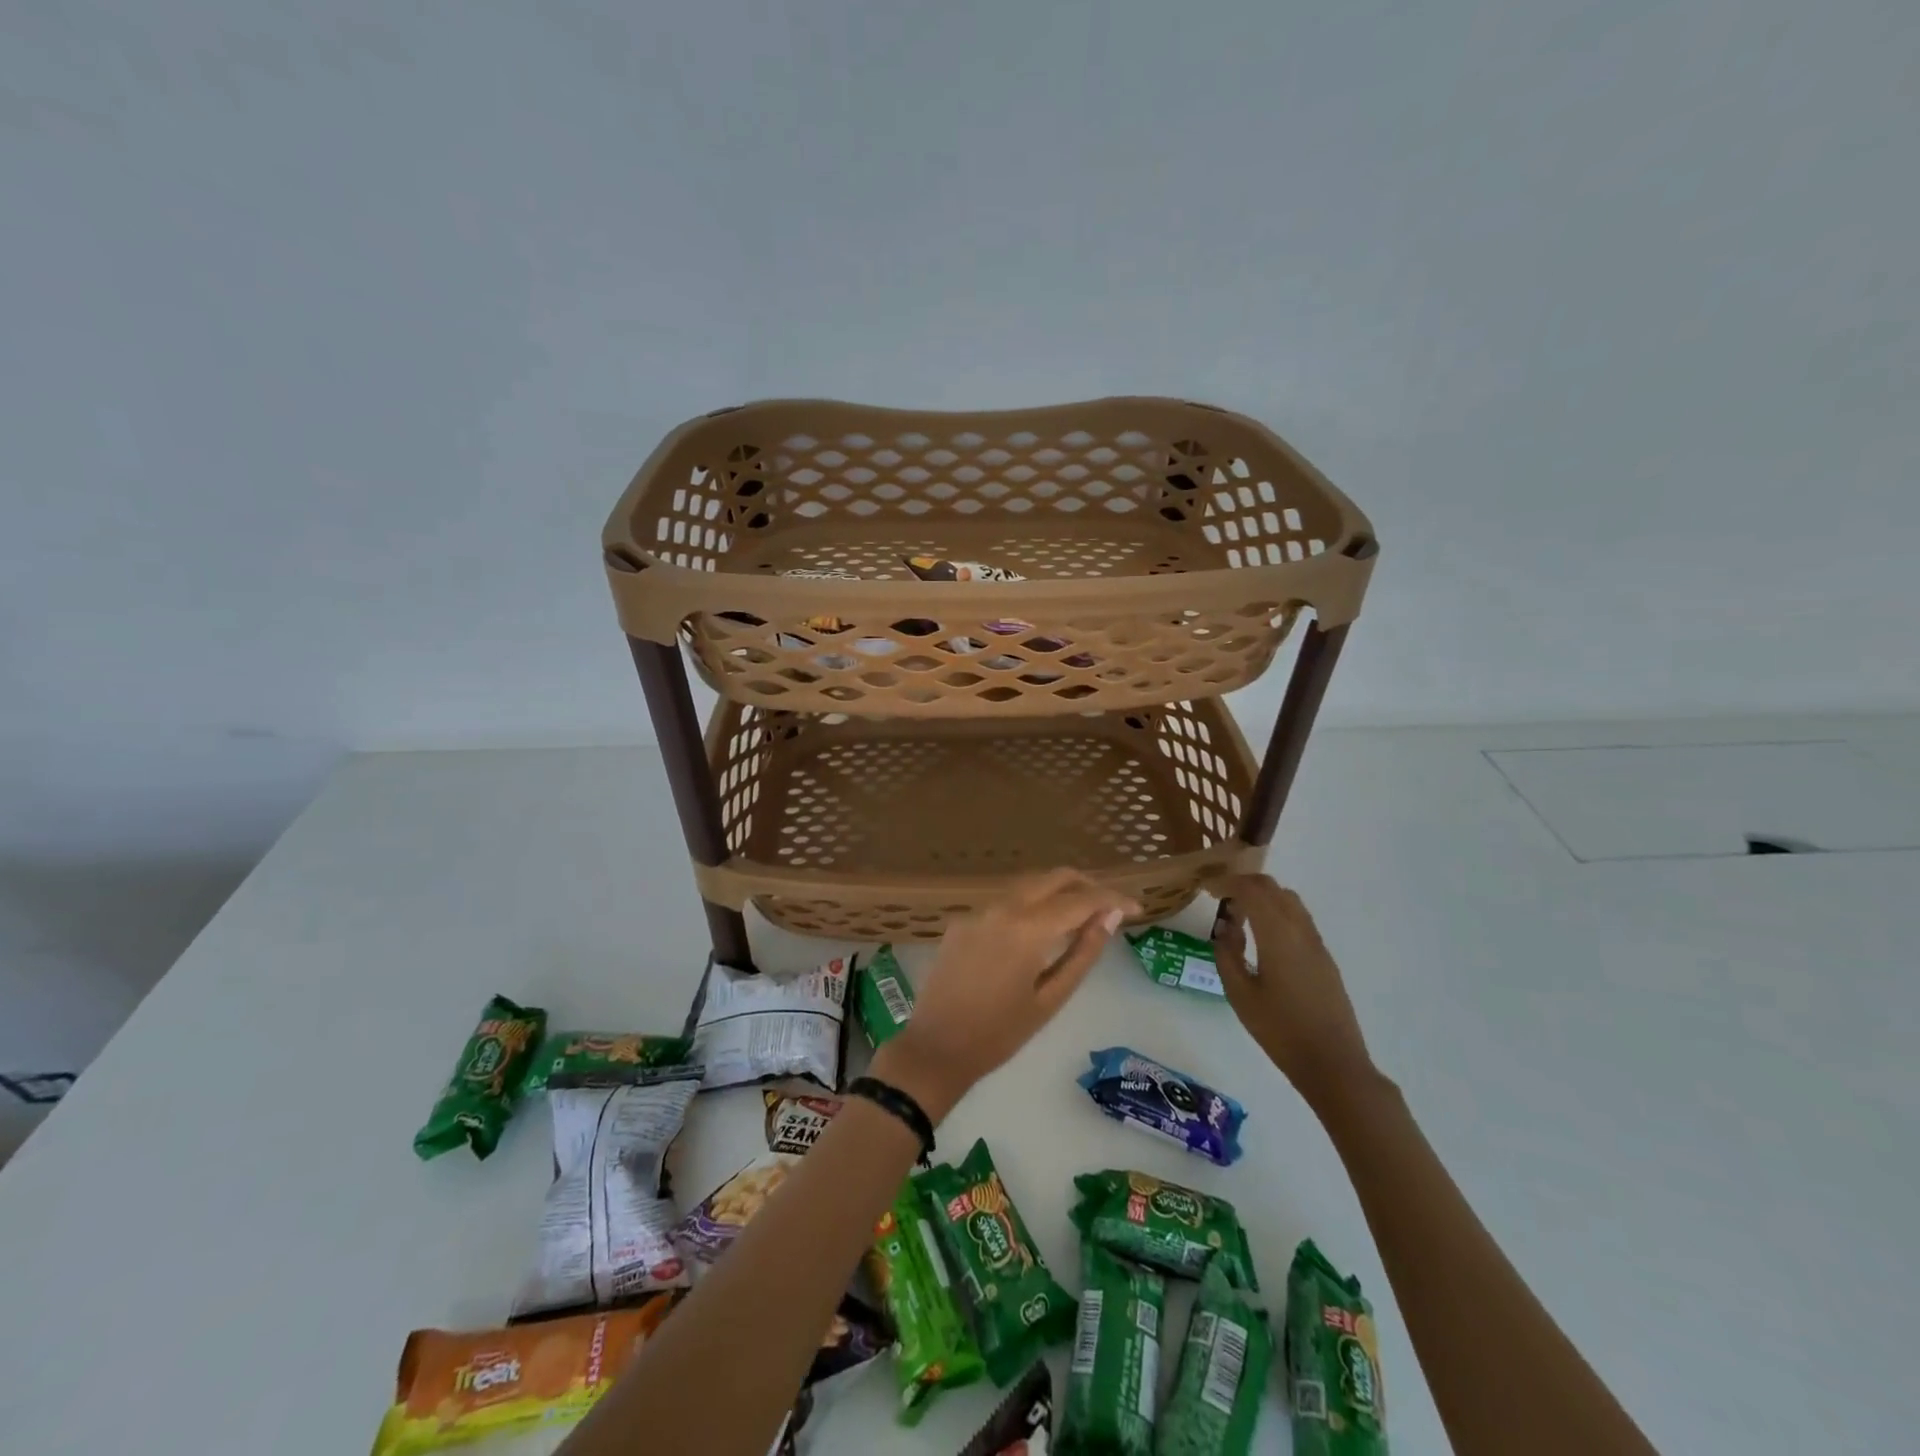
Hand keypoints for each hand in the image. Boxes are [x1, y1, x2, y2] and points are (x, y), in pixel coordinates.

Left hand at [872, 869, 1135, 1120]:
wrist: (935, 1048)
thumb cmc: (999, 1034)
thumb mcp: (1051, 998)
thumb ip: (1083, 952)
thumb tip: (1110, 917)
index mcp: (1027, 927)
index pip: (1081, 899)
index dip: (1112, 900)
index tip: (1137, 908)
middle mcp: (1002, 907)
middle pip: (1053, 877)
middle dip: (1087, 886)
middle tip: (1111, 908)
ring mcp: (978, 910)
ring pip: (1028, 885)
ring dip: (1058, 892)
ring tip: (1083, 916)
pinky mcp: (962, 920)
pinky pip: (1005, 902)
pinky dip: (1031, 905)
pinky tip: (1041, 929)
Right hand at [1209, 874, 1373, 1105]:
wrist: (1333, 1063)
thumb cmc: (1280, 1029)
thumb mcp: (1240, 994)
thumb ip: (1227, 954)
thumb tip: (1226, 927)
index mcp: (1278, 934)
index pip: (1251, 890)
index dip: (1227, 883)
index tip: (1207, 889)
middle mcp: (1300, 929)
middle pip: (1272, 888)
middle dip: (1244, 885)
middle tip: (1220, 898)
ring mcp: (1316, 942)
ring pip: (1289, 900)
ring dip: (1263, 897)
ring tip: (1240, 915)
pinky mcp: (1324, 957)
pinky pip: (1298, 918)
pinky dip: (1277, 912)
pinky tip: (1263, 936)